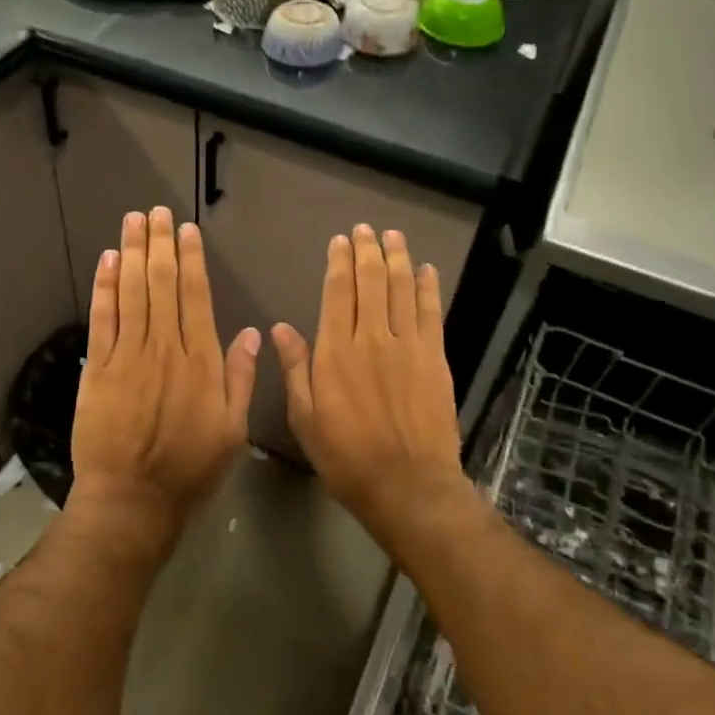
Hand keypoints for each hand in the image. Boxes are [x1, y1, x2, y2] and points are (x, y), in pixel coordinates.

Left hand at [69, 207, 259, 551]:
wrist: (132, 499)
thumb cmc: (190, 469)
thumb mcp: (232, 430)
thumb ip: (241, 378)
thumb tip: (251, 331)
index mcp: (201, 361)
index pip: (196, 296)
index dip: (191, 259)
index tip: (187, 231)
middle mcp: (165, 348)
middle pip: (161, 284)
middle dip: (160, 244)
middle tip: (156, 212)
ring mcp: (127, 355)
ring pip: (132, 292)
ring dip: (132, 252)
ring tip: (133, 221)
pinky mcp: (98, 368)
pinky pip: (102, 318)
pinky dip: (105, 286)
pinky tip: (108, 260)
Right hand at [272, 226, 463, 538]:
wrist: (408, 486)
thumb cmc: (346, 457)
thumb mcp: (304, 418)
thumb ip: (295, 368)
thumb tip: (279, 327)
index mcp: (336, 351)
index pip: (337, 293)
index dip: (339, 262)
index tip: (339, 240)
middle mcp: (372, 338)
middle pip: (371, 282)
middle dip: (368, 250)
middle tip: (366, 229)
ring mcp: (408, 346)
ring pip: (402, 289)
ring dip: (398, 259)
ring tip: (393, 236)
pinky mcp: (434, 359)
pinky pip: (431, 313)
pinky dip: (428, 288)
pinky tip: (427, 270)